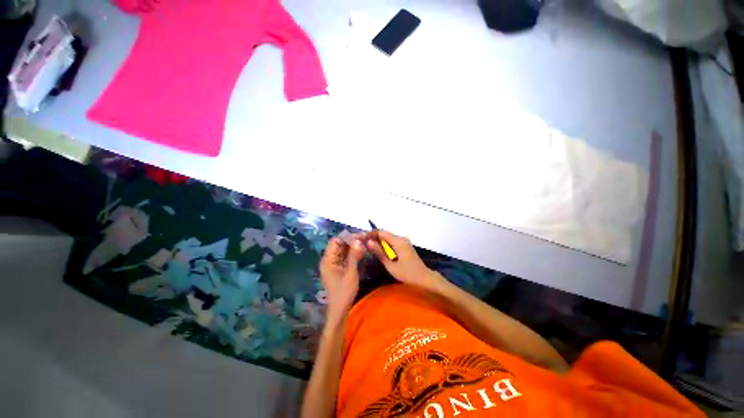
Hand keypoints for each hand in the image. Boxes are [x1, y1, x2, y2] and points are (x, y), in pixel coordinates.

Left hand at [319, 236, 365, 321]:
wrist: (339, 310)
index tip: (360, 237)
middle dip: (351, 241)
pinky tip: (361, 253)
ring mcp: (333, 264)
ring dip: (353, 247)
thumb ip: (354, 256)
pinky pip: (344, 257)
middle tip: (365, 240)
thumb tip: (359, 240)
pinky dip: (352, 254)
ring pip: (342, 250)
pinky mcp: (337, 268)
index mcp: (328, 260)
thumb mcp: (351, 273)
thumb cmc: (344, 292)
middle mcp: (329, 260)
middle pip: (339, 245)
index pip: (335, 241)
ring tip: (365, 245)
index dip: (348, 237)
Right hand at [365, 230, 444, 290]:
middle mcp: (401, 238)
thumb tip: (368, 242)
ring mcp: (404, 242)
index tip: (361, 238)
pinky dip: (385, 245)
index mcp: (398, 241)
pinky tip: (380, 251)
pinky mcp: (405, 246)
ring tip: (369, 248)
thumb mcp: (390, 265)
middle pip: (385, 234)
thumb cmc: (407, 273)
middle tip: (363, 244)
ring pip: (388, 238)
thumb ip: (379, 252)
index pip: (381, 232)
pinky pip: (392, 242)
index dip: (371, 234)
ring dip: (379, 241)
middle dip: (374, 237)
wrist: (424, 279)